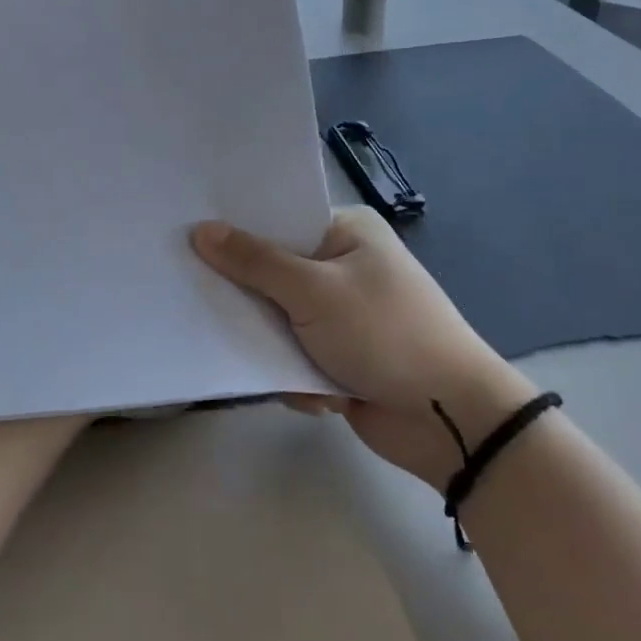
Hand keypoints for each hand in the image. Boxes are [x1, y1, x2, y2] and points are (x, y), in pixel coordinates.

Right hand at [191, 208, 533, 488]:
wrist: (453, 422)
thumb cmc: (386, 334)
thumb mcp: (315, 291)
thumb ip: (254, 262)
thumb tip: (200, 230)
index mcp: (345, 231)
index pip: (278, 218)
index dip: (236, 227)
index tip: (187, 234)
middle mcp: (342, 264)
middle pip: (272, 269)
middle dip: (249, 294)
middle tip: (196, 296)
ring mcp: (341, 312)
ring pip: (279, 317)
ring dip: (274, 344)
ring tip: (268, 360)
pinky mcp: (339, 355)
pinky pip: (294, 354)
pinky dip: (296, 374)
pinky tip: (312, 393)